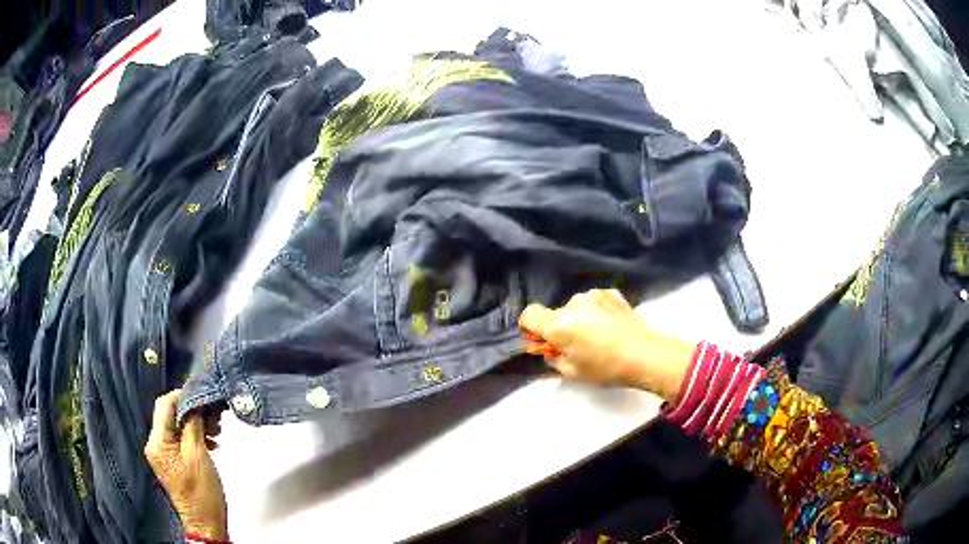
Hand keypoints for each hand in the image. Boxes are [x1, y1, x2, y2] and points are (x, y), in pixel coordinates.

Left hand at [145, 390, 228, 540]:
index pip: (164, 405)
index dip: (182, 395)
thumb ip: (193, 425)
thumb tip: (194, 402)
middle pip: (170, 416)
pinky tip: (211, 442)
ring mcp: (163, 454)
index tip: (203, 395)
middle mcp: (155, 444)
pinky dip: (195, 437)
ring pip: (177, 427)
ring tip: (216, 431)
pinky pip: (180, 440)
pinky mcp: (172, 462)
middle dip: (192, 412)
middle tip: (215, 416)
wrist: (205, 523)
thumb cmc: (202, 492)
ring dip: (196, 425)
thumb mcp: (198, 455)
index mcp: (157, 442)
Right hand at [519, 289, 694, 402]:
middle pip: (556, 313)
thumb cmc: (605, 368)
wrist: (644, 354)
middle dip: (562, 327)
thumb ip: (553, 359)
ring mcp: (593, 295)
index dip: (531, 327)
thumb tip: (550, 350)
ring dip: (581, 318)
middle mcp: (572, 304)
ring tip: (599, 336)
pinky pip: (595, 302)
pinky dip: (597, 311)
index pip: (529, 314)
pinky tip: (611, 325)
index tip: (543, 340)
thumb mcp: (572, 372)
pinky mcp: (611, 293)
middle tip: (578, 346)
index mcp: (558, 324)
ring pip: (577, 308)